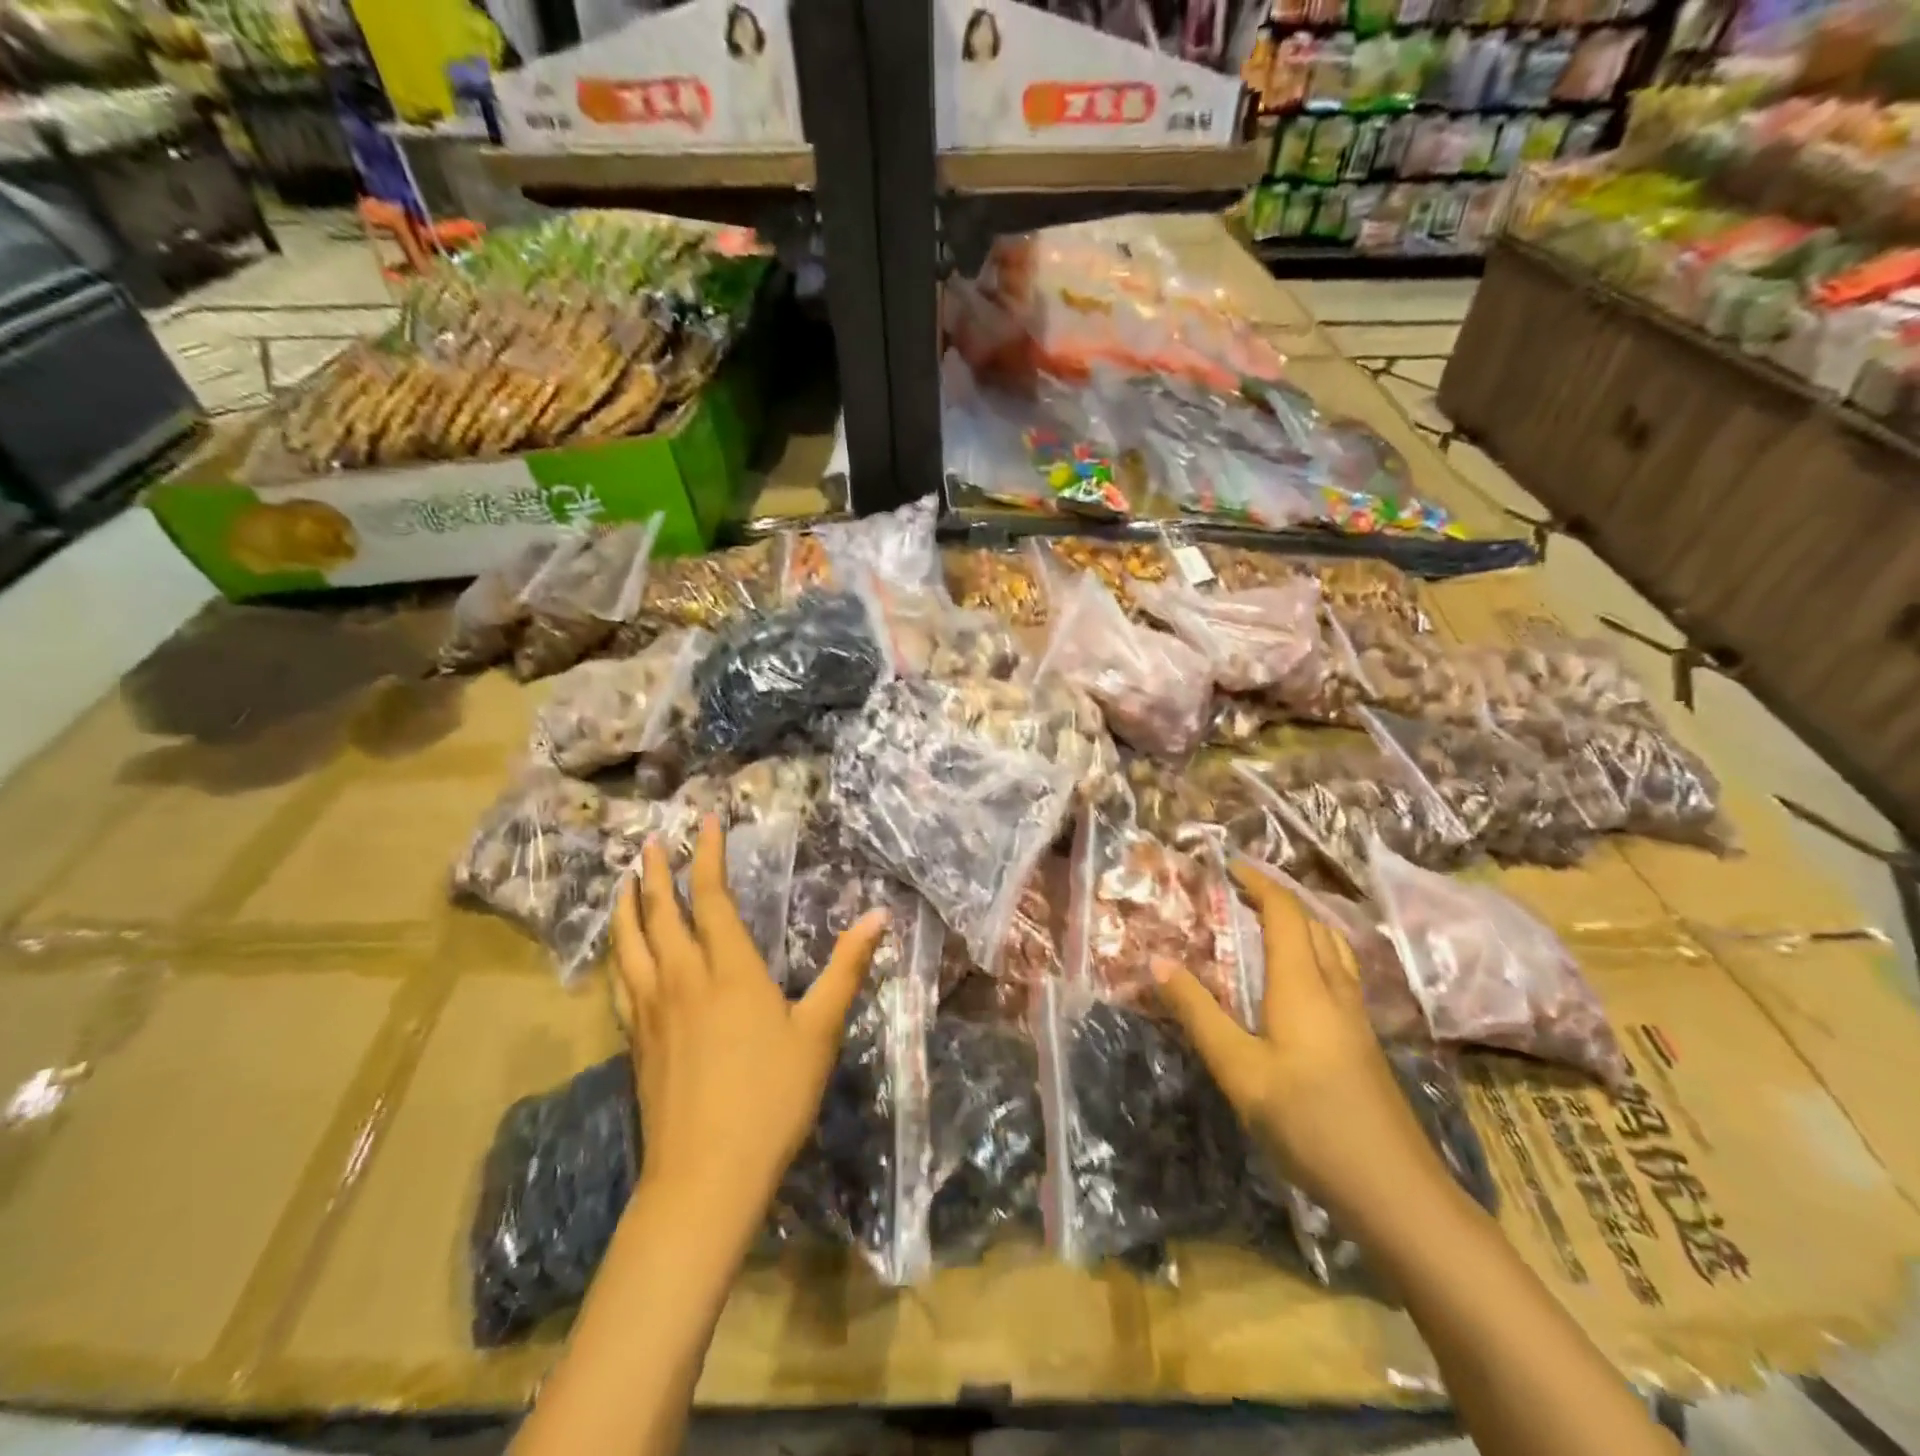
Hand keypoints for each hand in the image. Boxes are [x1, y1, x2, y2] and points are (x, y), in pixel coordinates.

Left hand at [612, 816, 887, 1219]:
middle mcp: (683, 979)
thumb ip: (846, 968)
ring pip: (630, 945)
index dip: (708, 856)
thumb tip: (879, 915)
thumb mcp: (820, 1030)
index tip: (705, 822)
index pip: (713, 898)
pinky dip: (618, 955)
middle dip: (658, 872)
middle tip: (652, 841)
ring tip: (625, 882)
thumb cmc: (772, 1096)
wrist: (706, 1175)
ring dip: (627, 907)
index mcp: (729, 970)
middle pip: (661, 914)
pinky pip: (621, 983)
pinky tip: (619, 956)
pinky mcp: (637, 1042)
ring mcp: (653, 1011)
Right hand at [1151, 860, 1449, 1225]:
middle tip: (1239, 895)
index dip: (1259, 883)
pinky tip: (1298, 984)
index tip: (1230, 867)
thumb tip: (1158, 961)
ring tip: (1267, 927)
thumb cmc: (1309, 1122)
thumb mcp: (1239, 1069)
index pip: (1285, 913)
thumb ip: (1198, 1013)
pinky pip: (1339, 974)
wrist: (1393, 1189)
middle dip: (1278, 900)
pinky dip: (1314, 954)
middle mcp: (1333, 988)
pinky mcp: (1364, 1042)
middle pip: (1313, 924)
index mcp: (1302, 984)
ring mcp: (1356, 1016)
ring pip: (1333, 949)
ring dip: (1301, 925)